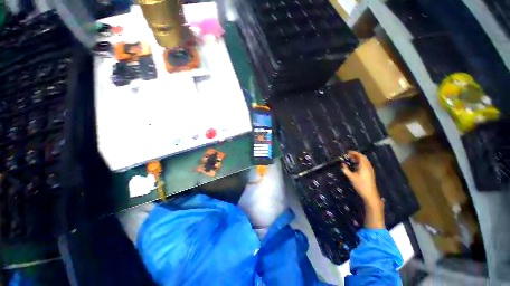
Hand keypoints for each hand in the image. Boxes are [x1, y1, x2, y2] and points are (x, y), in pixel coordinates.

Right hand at [341, 151, 379, 203]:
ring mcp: (370, 170)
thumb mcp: (351, 177)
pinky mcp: (370, 173)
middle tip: (349, 155)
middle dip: (356, 155)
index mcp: (364, 166)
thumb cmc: (360, 185)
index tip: (348, 152)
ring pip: (364, 161)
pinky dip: (360, 162)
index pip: (361, 156)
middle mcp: (368, 167)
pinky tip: (355, 165)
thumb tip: (343, 164)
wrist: (370, 194)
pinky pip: (365, 165)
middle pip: (363, 158)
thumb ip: (346, 170)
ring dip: (358, 159)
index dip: (355, 153)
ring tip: (351, 159)